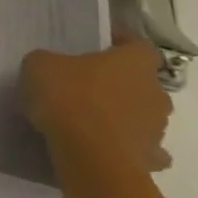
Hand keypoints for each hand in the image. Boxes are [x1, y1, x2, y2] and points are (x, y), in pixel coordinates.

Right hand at [20, 37, 172, 175]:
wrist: (90, 154)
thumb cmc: (68, 98)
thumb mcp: (39, 65)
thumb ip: (51, 61)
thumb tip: (56, 68)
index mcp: (133, 64)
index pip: (138, 45)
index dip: (121, 42)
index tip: (100, 43)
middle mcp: (155, 92)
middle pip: (142, 81)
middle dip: (120, 81)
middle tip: (88, 82)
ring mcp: (158, 127)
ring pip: (143, 113)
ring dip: (124, 112)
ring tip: (90, 116)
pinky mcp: (152, 156)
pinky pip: (144, 146)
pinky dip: (129, 144)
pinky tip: (107, 144)